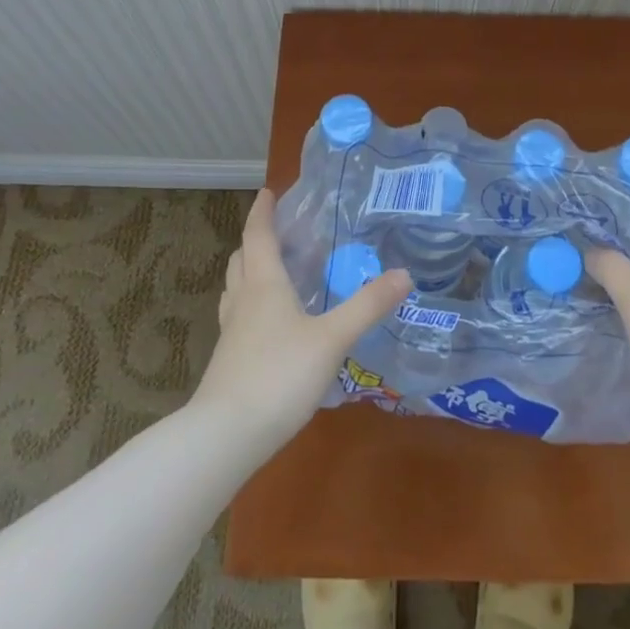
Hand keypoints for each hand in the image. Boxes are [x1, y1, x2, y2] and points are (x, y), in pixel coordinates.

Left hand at [192, 189, 411, 452]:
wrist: (225, 435)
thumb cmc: (278, 375)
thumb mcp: (332, 339)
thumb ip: (367, 306)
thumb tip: (404, 274)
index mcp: (264, 285)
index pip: (258, 236)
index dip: (262, 212)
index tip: (267, 192)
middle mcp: (242, 301)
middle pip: (242, 260)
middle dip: (256, 241)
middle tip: (278, 233)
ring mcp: (231, 333)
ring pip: (235, 289)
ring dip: (250, 272)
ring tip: (274, 273)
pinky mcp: (228, 361)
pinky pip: (238, 318)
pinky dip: (252, 306)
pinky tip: (271, 326)